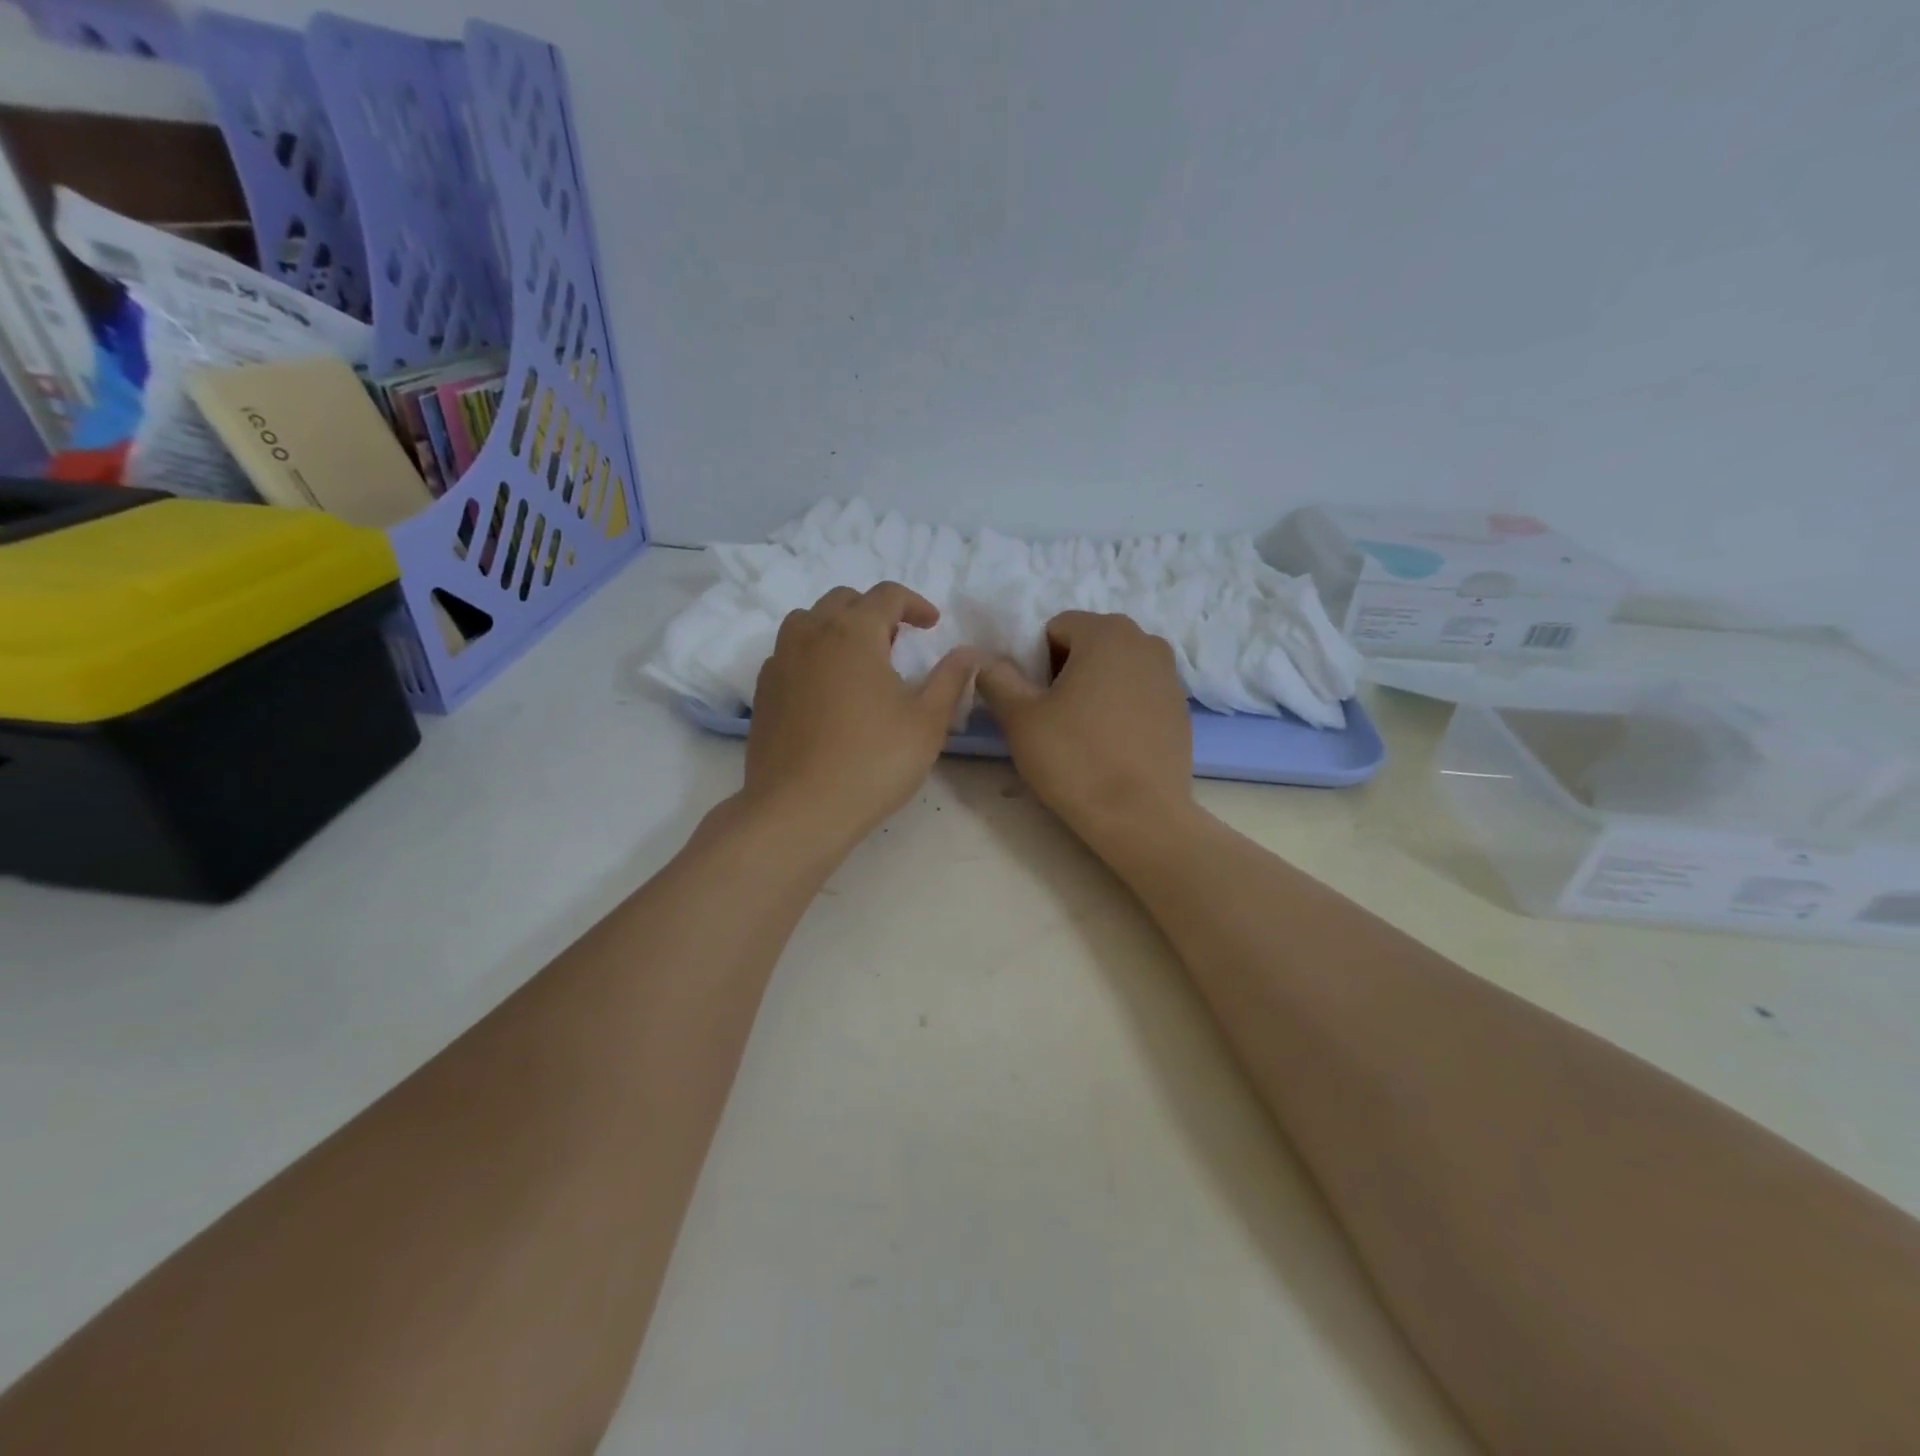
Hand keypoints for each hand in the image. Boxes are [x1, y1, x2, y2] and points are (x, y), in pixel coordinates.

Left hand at [742, 583, 978, 848]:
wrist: (799, 810)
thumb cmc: (873, 761)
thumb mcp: (927, 721)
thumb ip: (950, 679)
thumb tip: (969, 652)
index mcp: (853, 632)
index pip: (886, 595)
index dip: (914, 604)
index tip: (932, 625)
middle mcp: (810, 635)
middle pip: (843, 600)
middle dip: (874, 612)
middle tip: (897, 642)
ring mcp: (779, 663)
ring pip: (808, 622)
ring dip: (838, 628)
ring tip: (859, 662)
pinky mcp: (763, 692)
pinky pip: (789, 654)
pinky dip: (812, 655)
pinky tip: (827, 691)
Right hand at [975, 611, 1194, 845]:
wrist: (1140, 817)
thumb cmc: (1075, 759)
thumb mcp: (1020, 717)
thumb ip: (997, 678)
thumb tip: (985, 662)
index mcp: (1107, 632)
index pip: (1056, 628)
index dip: (1035, 661)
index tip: (1033, 700)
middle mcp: (1146, 642)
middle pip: (1088, 645)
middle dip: (1065, 671)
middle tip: (1052, 716)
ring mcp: (1170, 676)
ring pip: (1115, 669)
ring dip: (1094, 688)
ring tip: (1081, 732)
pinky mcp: (1181, 709)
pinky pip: (1138, 694)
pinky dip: (1120, 708)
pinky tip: (1110, 745)